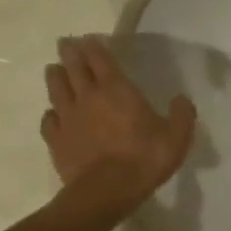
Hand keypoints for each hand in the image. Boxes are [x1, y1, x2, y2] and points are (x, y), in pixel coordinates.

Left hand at [42, 36, 197, 218]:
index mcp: (117, 90)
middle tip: (66, 44)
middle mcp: (88, 97)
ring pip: (56, 88)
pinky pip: (49, 120)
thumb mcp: (177, 138)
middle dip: (70, 53)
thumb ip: (182, 116)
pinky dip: (51, 113)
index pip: (101, 59)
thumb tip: (182, 100)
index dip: (94, 46)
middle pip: (74, 67)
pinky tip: (53, 114)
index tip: (88, 39)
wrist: (106, 191)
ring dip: (55, 76)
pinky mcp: (56, 139)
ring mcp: (68, 117)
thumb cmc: (144, 160)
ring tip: (54, 70)